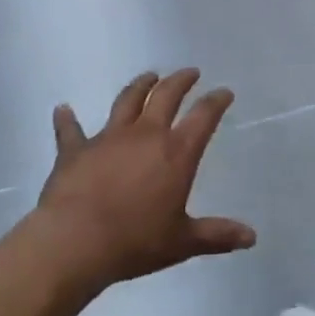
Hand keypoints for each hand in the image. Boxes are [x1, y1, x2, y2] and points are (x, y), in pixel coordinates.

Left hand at [35, 68, 255, 293]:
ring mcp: (108, 137)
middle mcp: (145, 134)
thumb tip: (251, 237)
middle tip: (189, 73)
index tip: (224, 92)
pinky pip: (71, 130)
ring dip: (140, 85)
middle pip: (166, 95)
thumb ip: (217, 235)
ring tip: (149, 76)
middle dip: (180, 81)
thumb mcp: (182, 242)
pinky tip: (62, 109)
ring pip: (127, 100)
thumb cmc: (135, 242)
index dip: (216, 101)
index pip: (203, 117)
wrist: (75, 242)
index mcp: (176, 153)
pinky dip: (67, 119)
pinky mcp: (76, 149)